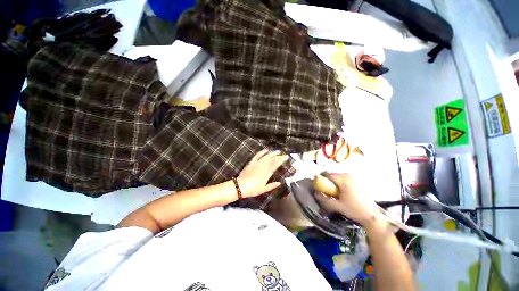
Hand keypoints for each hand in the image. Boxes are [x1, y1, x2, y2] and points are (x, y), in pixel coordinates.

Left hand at [237, 150, 288, 197]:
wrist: (241, 186)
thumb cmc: (253, 189)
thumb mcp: (264, 189)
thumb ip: (272, 185)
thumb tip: (279, 183)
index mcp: (268, 173)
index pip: (276, 164)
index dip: (282, 160)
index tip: (286, 157)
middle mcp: (264, 166)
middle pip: (273, 159)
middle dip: (279, 156)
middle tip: (284, 154)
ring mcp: (257, 163)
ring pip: (267, 156)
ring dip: (272, 153)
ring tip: (277, 151)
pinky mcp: (252, 162)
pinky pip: (258, 155)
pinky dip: (262, 152)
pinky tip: (266, 150)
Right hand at [315, 173, 378, 225]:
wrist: (373, 215)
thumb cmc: (354, 210)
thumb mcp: (337, 206)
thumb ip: (325, 199)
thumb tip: (315, 194)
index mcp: (343, 180)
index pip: (328, 175)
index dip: (323, 179)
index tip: (321, 186)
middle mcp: (349, 176)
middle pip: (334, 175)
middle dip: (329, 181)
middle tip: (329, 190)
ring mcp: (355, 178)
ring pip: (340, 176)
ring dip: (336, 182)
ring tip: (336, 192)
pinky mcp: (359, 181)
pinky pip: (346, 179)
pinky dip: (342, 183)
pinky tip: (345, 192)